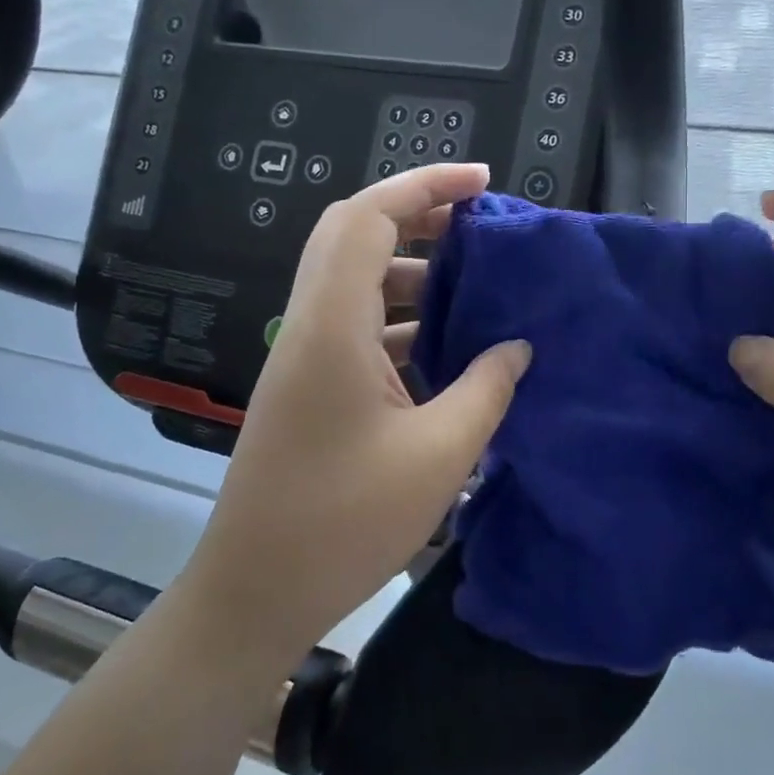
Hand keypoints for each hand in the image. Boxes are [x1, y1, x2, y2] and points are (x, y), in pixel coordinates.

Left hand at [183, 163, 531, 665]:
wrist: (256, 592)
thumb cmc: (345, 523)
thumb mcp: (438, 455)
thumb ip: (486, 388)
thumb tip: (517, 346)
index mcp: (332, 325)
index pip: (369, 218)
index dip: (425, 185)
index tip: (482, 183)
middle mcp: (309, 325)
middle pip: (353, 236)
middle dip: (416, 217)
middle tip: (476, 226)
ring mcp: (303, 357)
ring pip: (353, 282)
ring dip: (409, 272)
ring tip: (471, 287)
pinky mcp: (306, 387)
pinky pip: (354, 327)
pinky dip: (398, 320)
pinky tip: (443, 350)